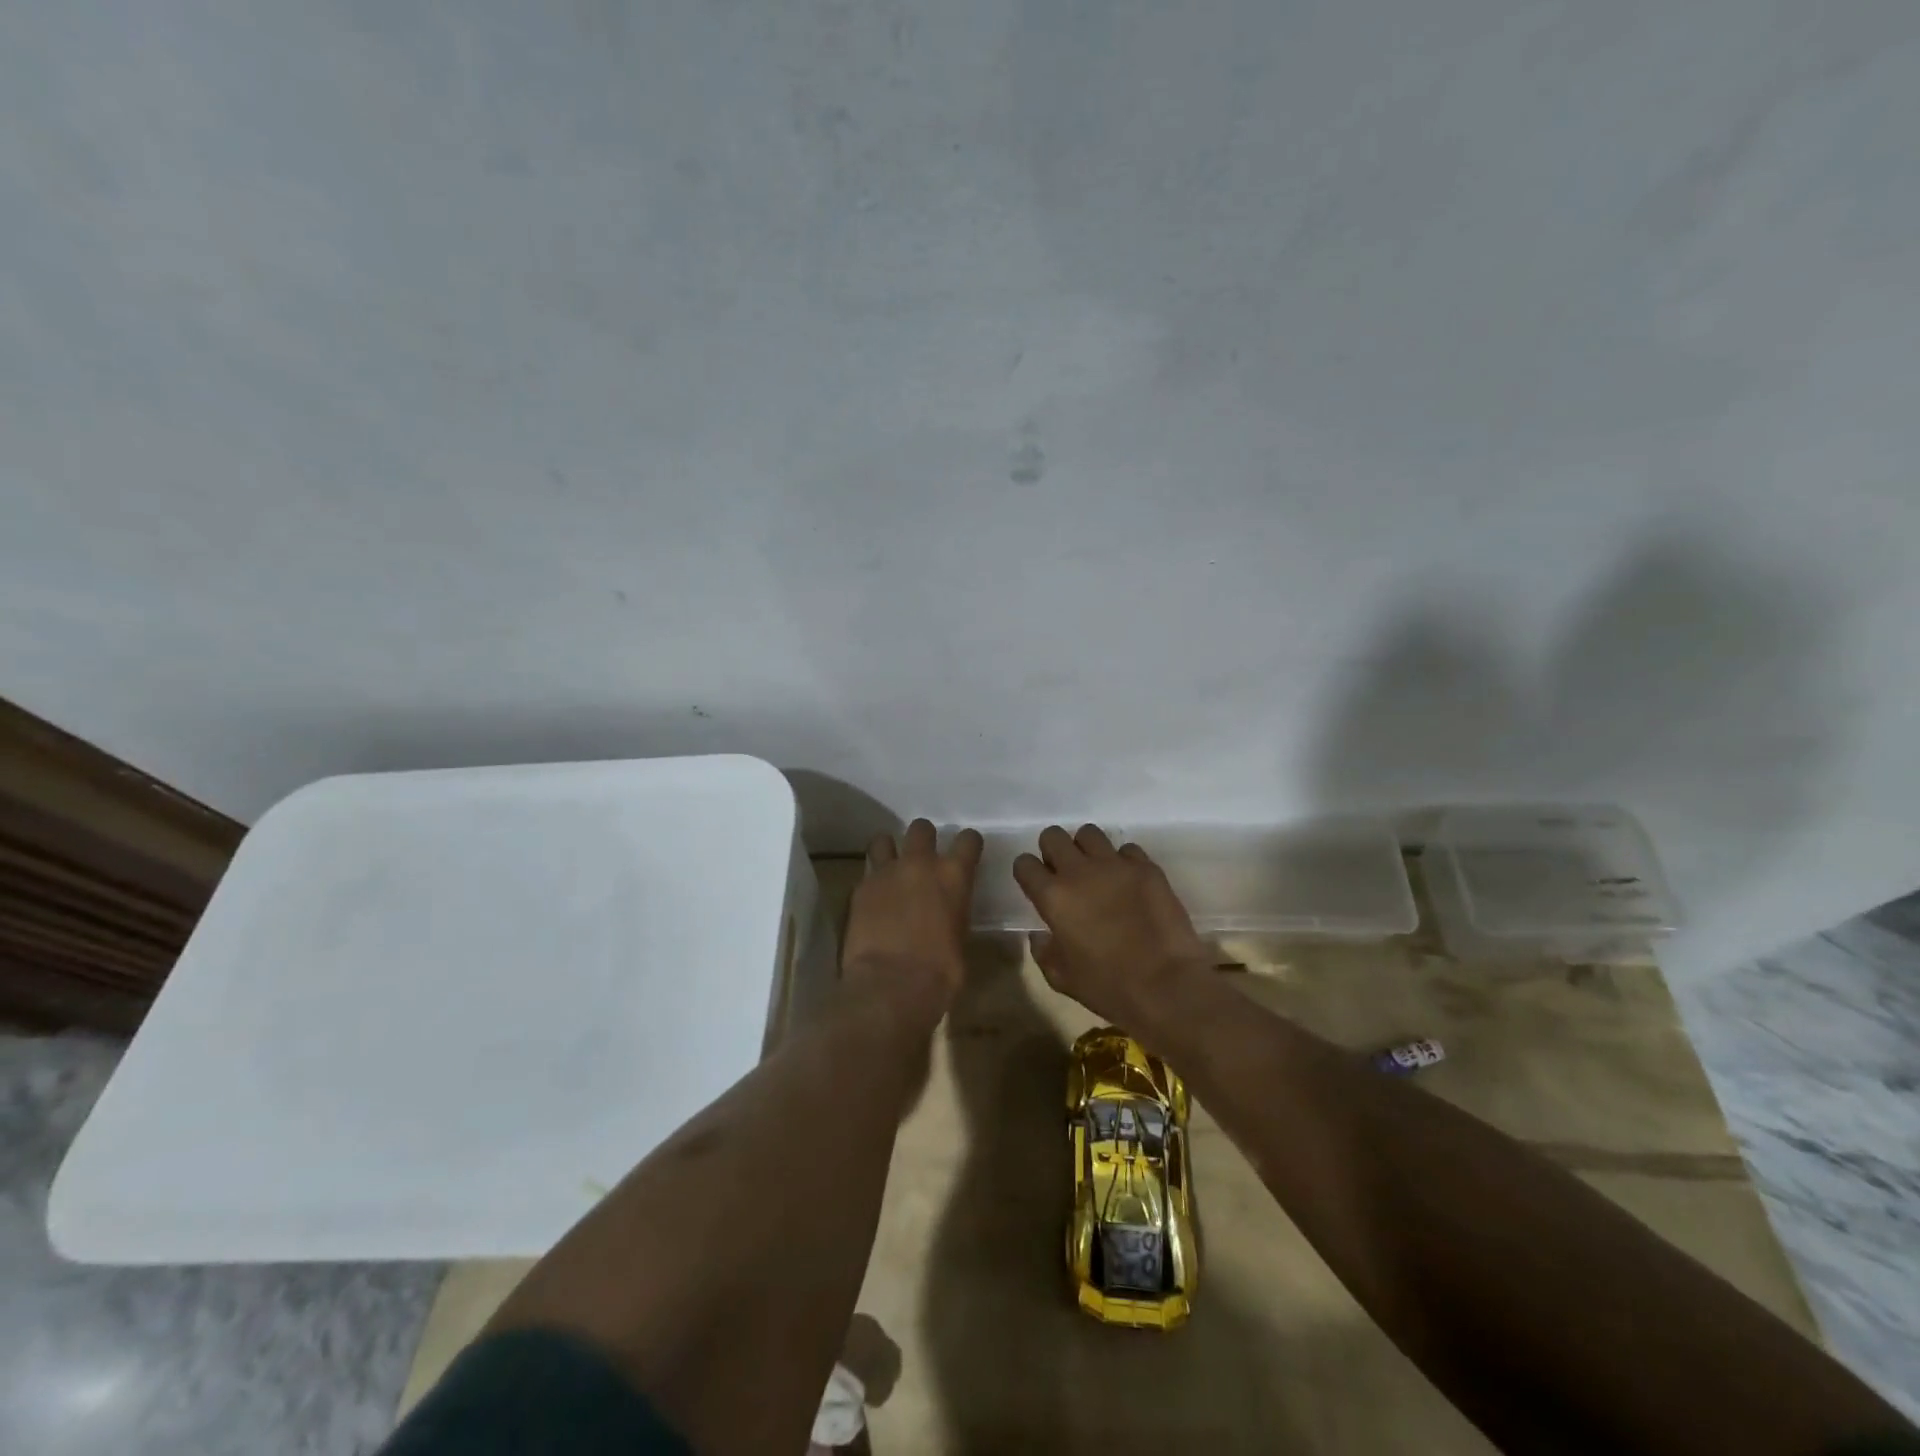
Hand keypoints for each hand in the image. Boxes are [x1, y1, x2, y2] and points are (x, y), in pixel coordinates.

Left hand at [841, 819, 982, 1022]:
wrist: (891, 986)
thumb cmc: (940, 973)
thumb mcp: (960, 940)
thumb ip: (954, 915)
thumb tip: (947, 917)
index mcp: (954, 876)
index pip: (968, 840)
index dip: (968, 844)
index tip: (967, 853)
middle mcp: (920, 864)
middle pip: (921, 828)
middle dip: (923, 839)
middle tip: (923, 860)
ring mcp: (885, 872)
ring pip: (884, 839)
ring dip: (890, 850)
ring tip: (891, 868)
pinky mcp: (859, 888)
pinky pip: (866, 872)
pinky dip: (871, 881)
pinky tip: (873, 899)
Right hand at [1013, 824, 1213, 1030]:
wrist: (1167, 986)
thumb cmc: (1109, 988)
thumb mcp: (1062, 978)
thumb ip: (1044, 951)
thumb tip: (1040, 935)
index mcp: (1053, 897)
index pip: (1024, 864)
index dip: (1028, 873)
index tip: (1037, 886)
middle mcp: (1079, 872)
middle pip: (1053, 836)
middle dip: (1053, 851)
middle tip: (1065, 873)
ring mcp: (1115, 865)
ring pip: (1089, 833)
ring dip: (1087, 849)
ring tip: (1097, 871)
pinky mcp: (1147, 867)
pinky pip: (1127, 850)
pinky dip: (1123, 862)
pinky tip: (1129, 883)